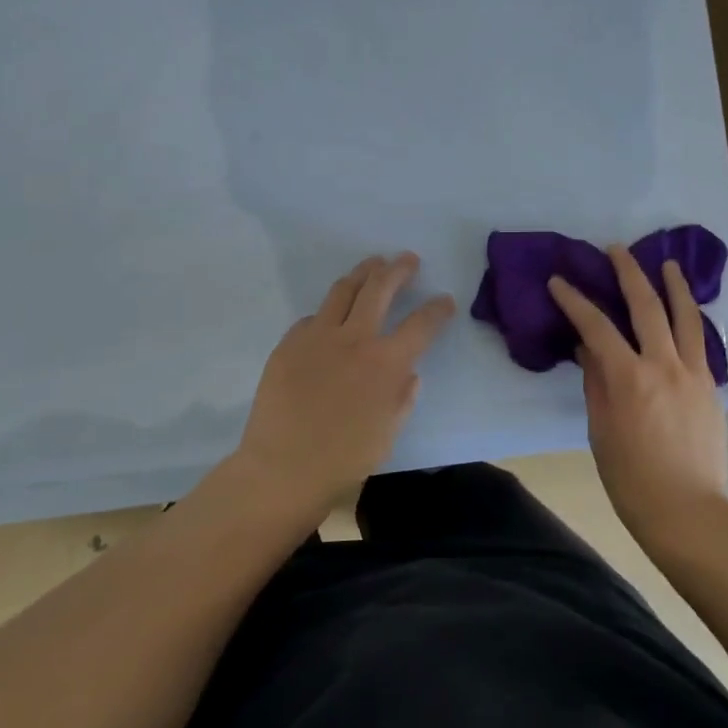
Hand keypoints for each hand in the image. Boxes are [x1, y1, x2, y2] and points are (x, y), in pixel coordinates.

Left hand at [235, 253, 455, 514]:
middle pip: (380, 288)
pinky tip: (332, 315)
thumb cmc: (344, 459)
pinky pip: (313, 317)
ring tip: (373, 264)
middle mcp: (354, 339)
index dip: (437, 309)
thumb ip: (402, 397)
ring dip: (363, 273)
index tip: (445, 300)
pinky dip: (329, 312)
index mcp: (386, 363)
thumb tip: (408, 373)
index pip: (421, 324)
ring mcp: (317, 336)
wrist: (282, 469)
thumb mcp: (389, 433)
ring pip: (343, 290)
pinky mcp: (289, 343)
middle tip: (407, 259)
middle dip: (398, 270)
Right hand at [548, 246, 727, 539]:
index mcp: (629, 377)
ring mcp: (693, 373)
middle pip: (646, 305)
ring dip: (674, 286)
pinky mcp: (710, 386)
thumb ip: (596, 381)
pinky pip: (701, 342)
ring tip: (667, 264)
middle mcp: (663, 364)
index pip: (595, 325)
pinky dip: (691, 319)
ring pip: (685, 316)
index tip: (559, 281)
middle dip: (628, 273)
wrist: (686, 509)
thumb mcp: (600, 428)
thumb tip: (589, 348)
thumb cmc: (630, 476)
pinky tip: (687, 312)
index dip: (574, 299)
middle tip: (616, 250)